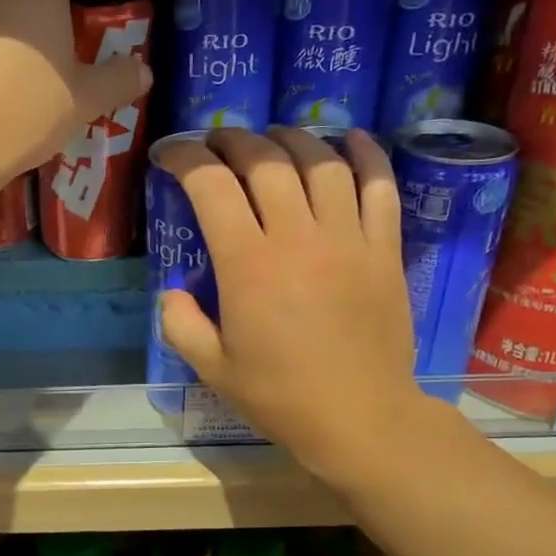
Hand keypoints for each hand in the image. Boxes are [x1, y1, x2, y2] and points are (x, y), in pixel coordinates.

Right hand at [156, 128, 456, 487]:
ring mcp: (348, 238)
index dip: (184, 158)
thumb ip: (180, 324)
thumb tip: (172, 291)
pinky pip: (379, 186)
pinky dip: (366, 155)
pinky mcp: (385, 248)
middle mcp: (297, 237)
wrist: (360, 418)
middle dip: (233, 140)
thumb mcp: (212, 368)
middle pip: (265, 162)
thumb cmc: (281, 396)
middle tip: (217, 142)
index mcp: (248, 265)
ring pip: (320, 162)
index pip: (210, 186)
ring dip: (291, 139)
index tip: (169, 155)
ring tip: (274, 138)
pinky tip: (350, 138)